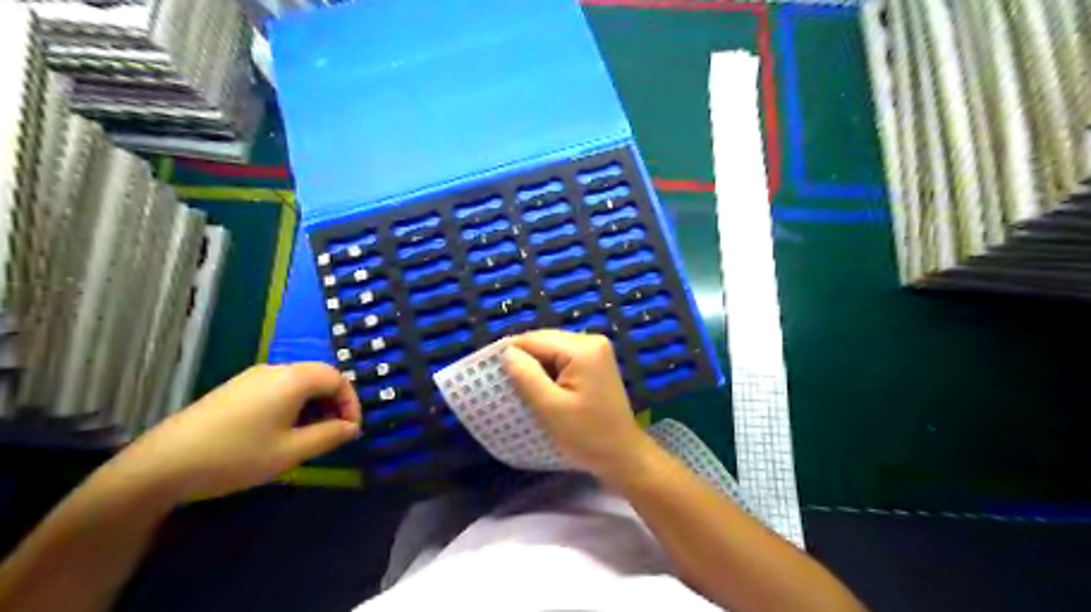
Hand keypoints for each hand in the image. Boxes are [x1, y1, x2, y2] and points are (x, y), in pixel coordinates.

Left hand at [97, 364, 360, 501]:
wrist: (160, 466)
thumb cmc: (235, 456)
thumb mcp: (291, 452)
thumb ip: (329, 436)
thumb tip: (352, 428)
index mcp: (292, 379)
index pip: (338, 378)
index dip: (351, 403)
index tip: (350, 431)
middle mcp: (274, 370)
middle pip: (319, 377)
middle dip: (333, 404)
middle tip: (334, 434)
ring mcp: (250, 378)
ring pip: (297, 384)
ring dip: (313, 406)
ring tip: (309, 437)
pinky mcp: (234, 390)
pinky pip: (277, 389)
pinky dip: (292, 406)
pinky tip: (280, 432)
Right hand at [504, 330, 655, 482]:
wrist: (622, 455)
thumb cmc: (586, 435)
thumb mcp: (549, 408)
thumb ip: (526, 376)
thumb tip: (507, 352)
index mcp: (582, 348)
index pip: (535, 340)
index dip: (510, 352)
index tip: (487, 370)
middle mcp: (591, 340)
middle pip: (545, 341)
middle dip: (523, 359)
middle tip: (501, 381)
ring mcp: (596, 351)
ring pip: (552, 349)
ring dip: (535, 365)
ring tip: (518, 386)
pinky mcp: (596, 363)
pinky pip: (563, 358)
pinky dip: (549, 370)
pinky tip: (540, 387)